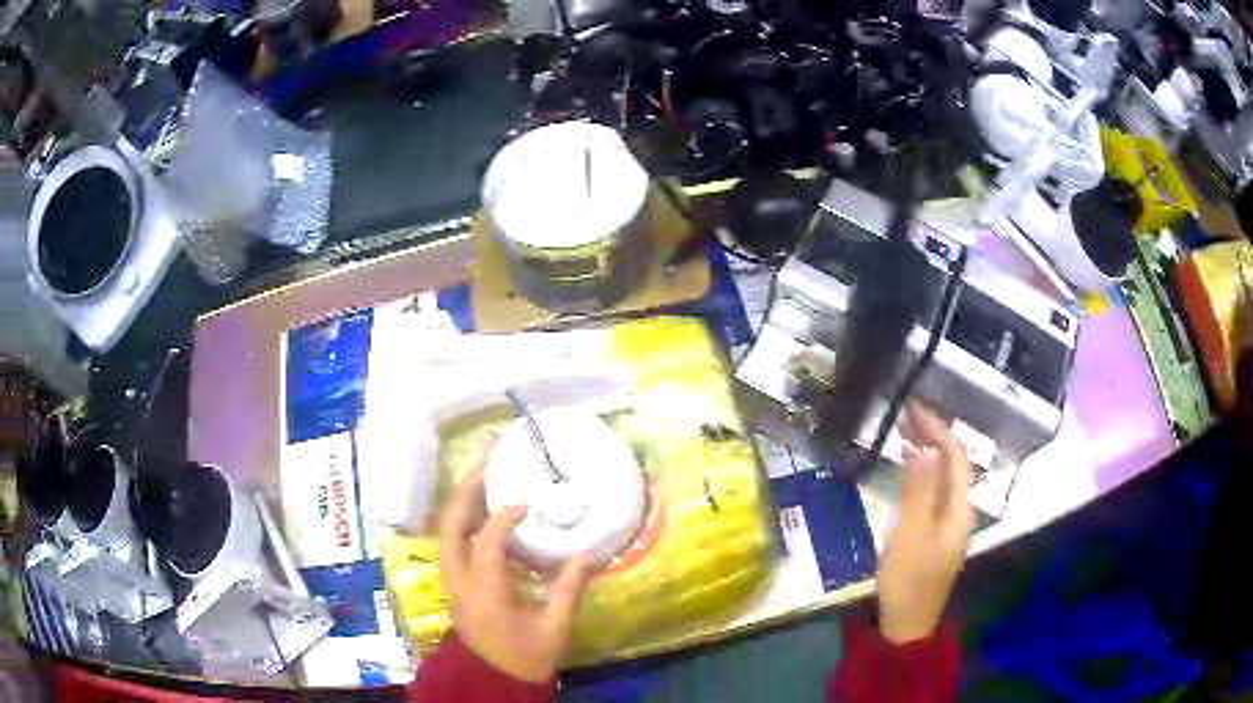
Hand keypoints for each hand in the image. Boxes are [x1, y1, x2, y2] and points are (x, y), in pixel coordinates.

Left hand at [438, 469, 591, 682]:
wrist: (494, 680)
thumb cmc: (526, 657)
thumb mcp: (554, 627)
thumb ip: (569, 589)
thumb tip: (588, 554)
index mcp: (485, 592)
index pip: (485, 543)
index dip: (502, 517)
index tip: (525, 501)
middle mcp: (459, 582)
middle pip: (449, 527)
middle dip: (464, 490)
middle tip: (485, 461)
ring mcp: (451, 583)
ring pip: (444, 532)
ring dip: (460, 501)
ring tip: (480, 474)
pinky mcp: (453, 585)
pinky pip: (450, 542)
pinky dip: (460, 519)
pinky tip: (480, 508)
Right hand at [876, 402, 974, 643]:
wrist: (907, 625)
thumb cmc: (908, 580)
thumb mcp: (910, 535)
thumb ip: (918, 491)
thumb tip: (924, 448)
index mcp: (959, 509)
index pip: (955, 457)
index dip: (936, 429)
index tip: (912, 409)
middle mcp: (959, 511)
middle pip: (951, 465)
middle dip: (932, 436)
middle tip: (904, 415)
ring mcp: (948, 524)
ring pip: (942, 478)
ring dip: (926, 453)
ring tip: (903, 433)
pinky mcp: (935, 534)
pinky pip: (933, 493)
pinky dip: (921, 474)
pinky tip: (908, 471)